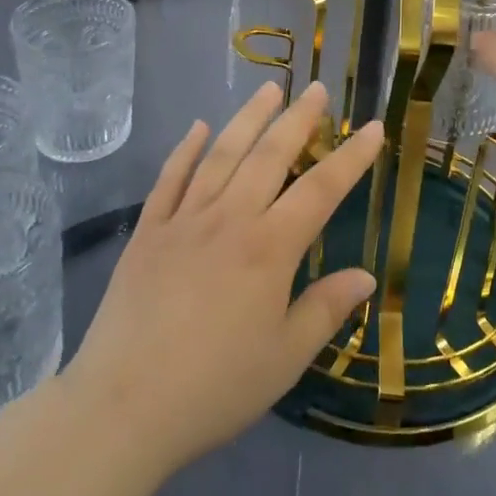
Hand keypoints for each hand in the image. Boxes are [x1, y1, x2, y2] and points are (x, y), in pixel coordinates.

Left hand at [59, 81, 381, 479]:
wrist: (123, 407)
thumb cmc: (215, 387)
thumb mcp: (284, 358)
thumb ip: (326, 310)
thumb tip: (367, 277)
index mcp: (269, 248)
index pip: (321, 189)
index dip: (351, 157)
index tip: (372, 127)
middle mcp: (229, 219)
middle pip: (270, 155)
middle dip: (297, 118)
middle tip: (315, 87)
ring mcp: (183, 220)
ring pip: (221, 154)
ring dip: (247, 118)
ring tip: (268, 88)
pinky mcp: (148, 232)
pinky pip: (170, 178)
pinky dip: (186, 149)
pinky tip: (198, 127)